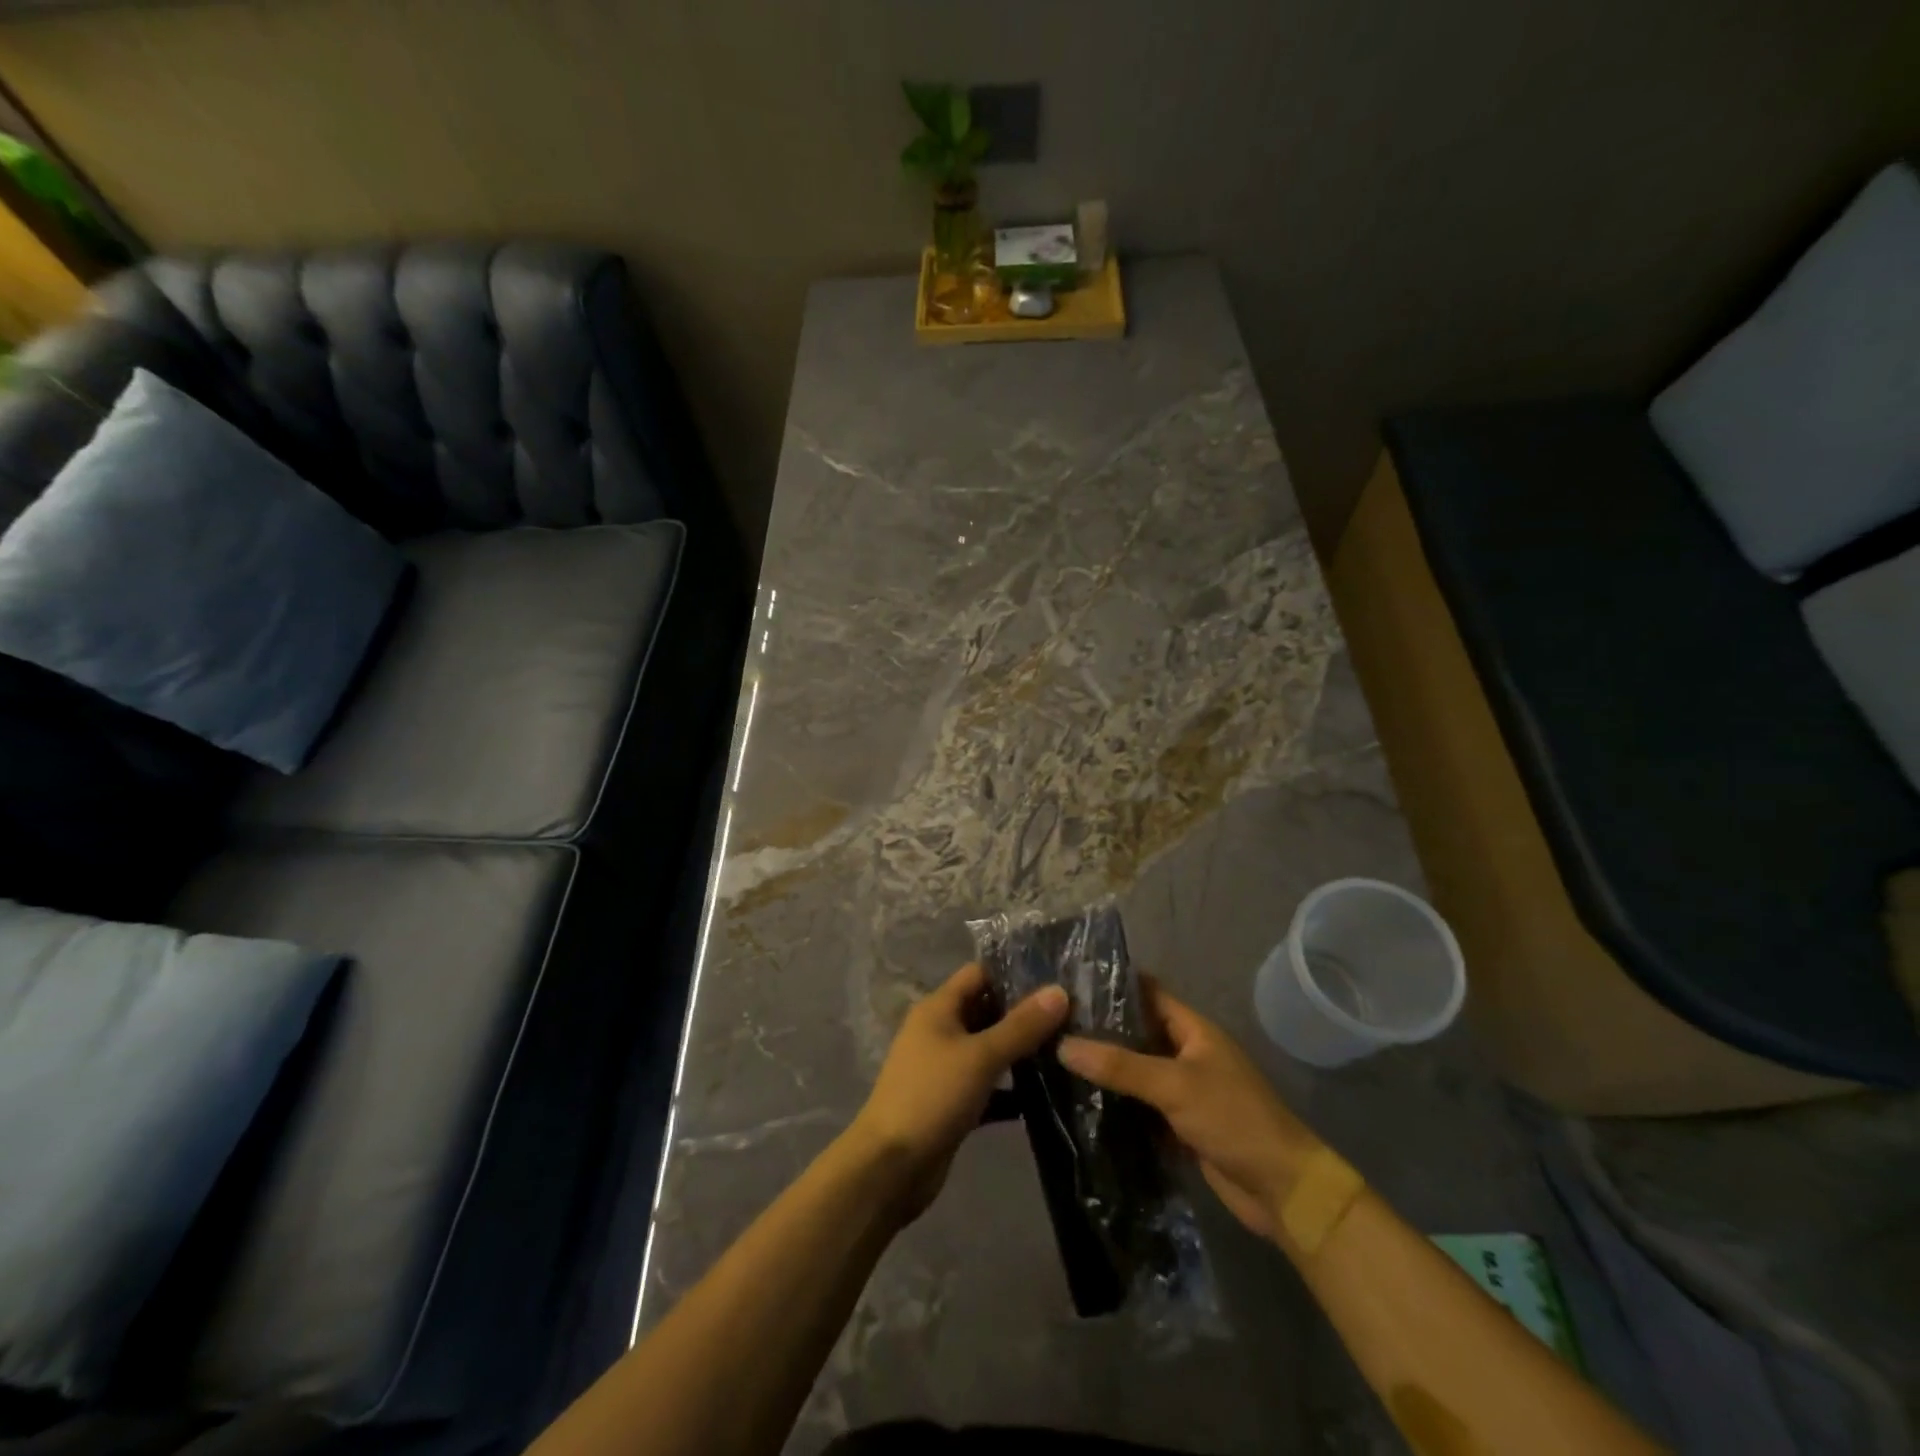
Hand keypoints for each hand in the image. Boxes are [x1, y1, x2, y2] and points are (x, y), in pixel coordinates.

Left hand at [848, 962, 1068, 1222]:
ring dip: (1020, 1052)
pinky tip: (1047, 1096)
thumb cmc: (932, 1096)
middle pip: (986, 1011)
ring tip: (1067, 1051)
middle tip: (1072, 1018)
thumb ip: (1021, 1025)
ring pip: (989, 1050)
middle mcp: (940, 1031)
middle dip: (1024, 1015)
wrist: (890, 1167)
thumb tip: (1060, 991)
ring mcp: (945, 1068)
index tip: (1055, 982)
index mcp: (938, 1008)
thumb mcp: (981, 1056)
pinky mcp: (952, 1102)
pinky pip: (987, 1086)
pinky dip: (1011, 1090)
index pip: (979, 974)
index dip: (1014, 974)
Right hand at [1056, 978, 1321, 1239]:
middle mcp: (1188, 1054)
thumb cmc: (1233, 1119)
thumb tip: (1063, 1045)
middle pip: (1138, 1033)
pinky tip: (1081, 1104)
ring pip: (1137, 1071)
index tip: (1070, 981)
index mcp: (1194, 1030)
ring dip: (1106, 1069)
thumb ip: (1120, 1065)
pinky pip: (1142, 1106)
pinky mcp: (1180, 1125)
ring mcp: (1185, 1091)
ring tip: (1055, 1059)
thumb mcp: (1174, 1085)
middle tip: (1052, 1024)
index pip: (1148, 993)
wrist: (1282, 1189)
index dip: (1113, 985)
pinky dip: (1118, 1105)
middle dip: (1101, 1029)